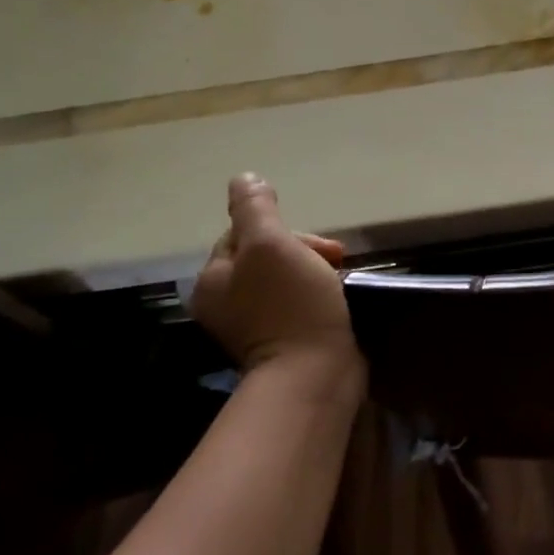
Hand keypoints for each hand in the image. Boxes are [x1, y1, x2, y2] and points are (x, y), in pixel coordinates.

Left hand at [191, 173, 361, 378]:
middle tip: (335, 259)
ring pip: (285, 276)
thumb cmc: (291, 305)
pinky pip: (297, 302)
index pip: (243, 233)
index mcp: (213, 280)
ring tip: (340, 276)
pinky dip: (316, 293)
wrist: (315, 375)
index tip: (316, 244)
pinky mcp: (282, 341)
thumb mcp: (270, 245)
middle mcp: (226, 302)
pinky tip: (335, 296)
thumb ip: (254, 208)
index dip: (281, 229)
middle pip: (265, 254)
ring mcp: (254, 325)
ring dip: (312, 268)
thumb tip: (244, 178)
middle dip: (302, 249)